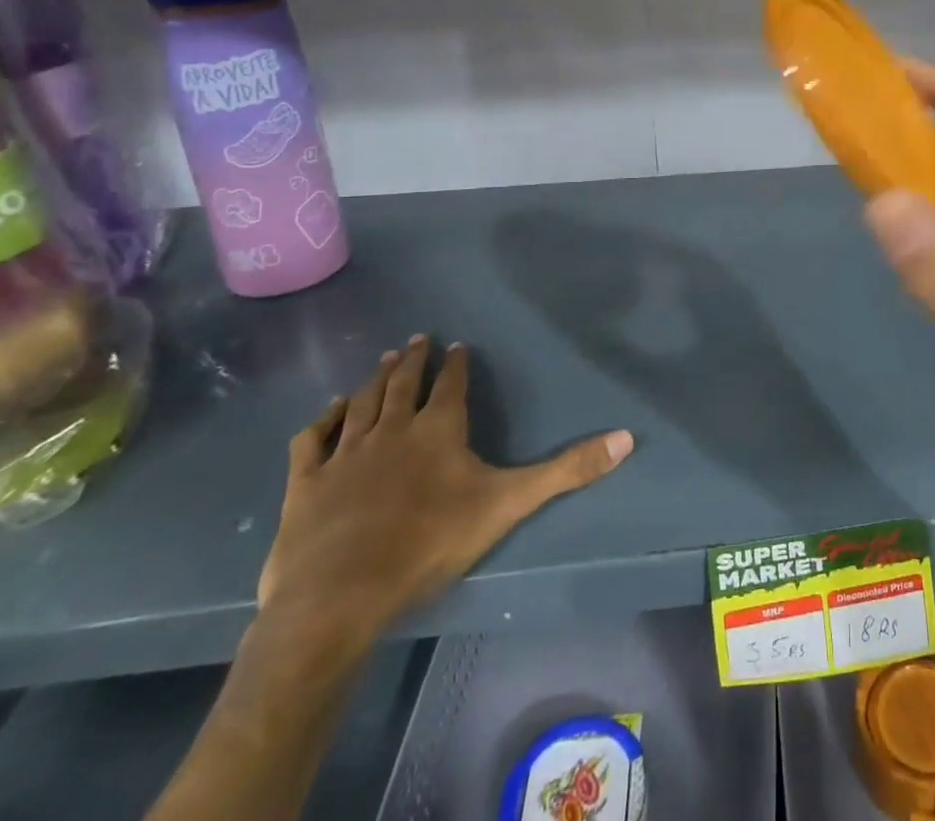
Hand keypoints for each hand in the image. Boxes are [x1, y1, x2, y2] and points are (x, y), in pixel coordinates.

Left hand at [257, 336, 633, 652]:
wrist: (339, 595)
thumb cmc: (430, 543)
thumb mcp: (509, 503)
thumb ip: (567, 470)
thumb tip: (627, 438)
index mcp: (439, 429)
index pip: (451, 385)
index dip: (456, 364)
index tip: (458, 346)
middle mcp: (392, 429)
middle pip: (403, 384)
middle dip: (413, 359)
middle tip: (416, 338)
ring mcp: (346, 454)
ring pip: (362, 402)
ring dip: (373, 379)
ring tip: (381, 359)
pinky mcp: (307, 482)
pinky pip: (314, 438)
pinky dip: (323, 419)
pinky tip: (329, 409)